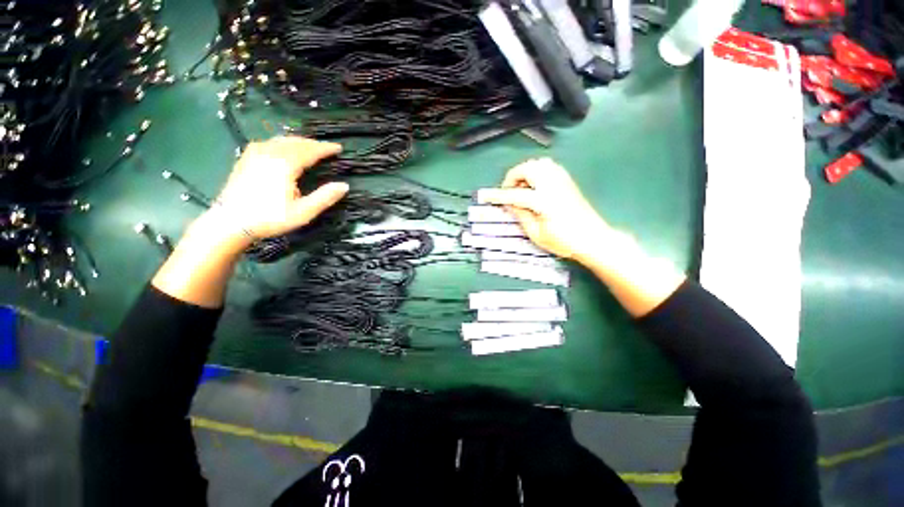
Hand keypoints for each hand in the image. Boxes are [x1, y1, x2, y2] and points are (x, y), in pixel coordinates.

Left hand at [209, 136, 348, 242]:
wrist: (230, 222)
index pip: (310, 151)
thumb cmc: (270, 218)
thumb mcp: (303, 212)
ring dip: (299, 141)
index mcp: (285, 164)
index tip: (338, 148)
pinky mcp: (246, 158)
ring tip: (310, 147)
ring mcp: (255, 154)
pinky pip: (268, 143)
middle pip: (296, 142)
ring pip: (281, 140)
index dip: (325, 148)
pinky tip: (283, 148)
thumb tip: (344, 185)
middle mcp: (270, 153)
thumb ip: (325, 197)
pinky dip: (282, 142)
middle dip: (313, 143)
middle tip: (326, 148)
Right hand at [479, 158, 613, 260]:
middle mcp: (553, 185)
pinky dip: (537, 171)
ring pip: (539, 163)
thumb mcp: (537, 234)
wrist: (593, 239)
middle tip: (508, 191)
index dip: (499, 195)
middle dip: (513, 177)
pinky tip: (534, 185)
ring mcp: (562, 180)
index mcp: (544, 201)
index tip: (486, 196)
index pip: (515, 194)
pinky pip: (549, 166)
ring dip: (525, 172)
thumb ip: (521, 216)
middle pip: (528, 168)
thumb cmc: (564, 242)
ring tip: (521, 187)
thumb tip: (510, 204)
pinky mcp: (568, 181)